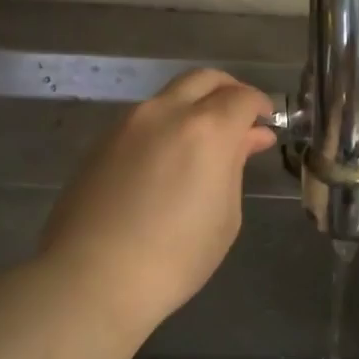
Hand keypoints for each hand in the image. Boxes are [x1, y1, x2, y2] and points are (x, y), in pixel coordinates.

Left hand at [37, 69, 275, 339]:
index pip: (242, 97)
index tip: (266, 123)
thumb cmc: (176, 256)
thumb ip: (236, 165)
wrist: (93, 278)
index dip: (260, 105)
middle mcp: (166, 112)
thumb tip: (249, 137)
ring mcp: (128, 124)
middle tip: (241, 119)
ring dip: (194, 106)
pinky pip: (144, 119)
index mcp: (206, 129)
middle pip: (204, 79)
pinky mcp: (101, 142)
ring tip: (204, 143)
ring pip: (170, 96)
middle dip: (229, 90)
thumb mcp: (225, 215)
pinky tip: (168, 160)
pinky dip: (166, 125)